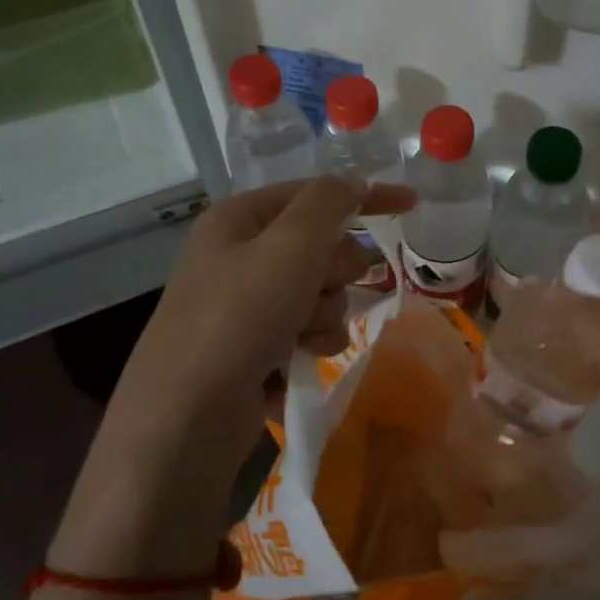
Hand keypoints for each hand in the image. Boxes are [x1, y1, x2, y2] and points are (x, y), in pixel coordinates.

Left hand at [51, 176, 411, 576]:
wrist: (187, 417)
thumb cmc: (239, 317)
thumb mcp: (290, 246)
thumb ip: (329, 203)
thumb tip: (353, 182)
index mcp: (240, 220)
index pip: (316, 193)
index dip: (366, 196)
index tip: (413, 203)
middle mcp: (241, 256)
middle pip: (323, 247)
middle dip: (334, 271)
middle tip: (317, 289)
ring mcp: (248, 304)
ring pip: (323, 292)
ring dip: (325, 312)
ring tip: (300, 336)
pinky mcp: (257, 346)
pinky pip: (310, 329)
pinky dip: (313, 342)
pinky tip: (298, 359)